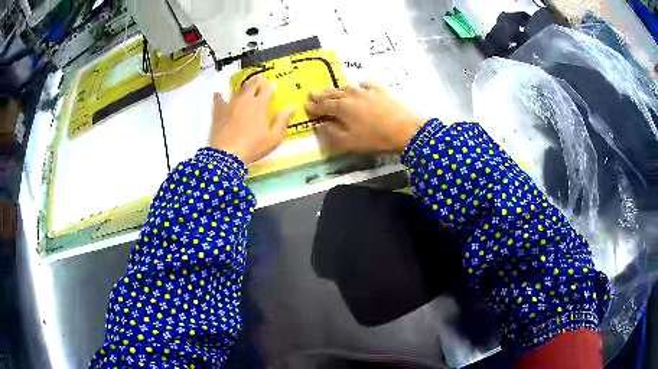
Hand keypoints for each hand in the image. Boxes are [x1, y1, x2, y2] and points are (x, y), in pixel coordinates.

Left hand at [210, 76, 295, 164]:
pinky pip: (219, 100)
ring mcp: (230, 104)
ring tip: (246, 86)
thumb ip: (282, 121)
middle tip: (259, 79)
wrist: (227, 155)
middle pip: (252, 85)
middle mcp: (245, 100)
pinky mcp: (219, 111)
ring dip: (243, 87)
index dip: (270, 87)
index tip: (272, 86)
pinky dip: (219, 96)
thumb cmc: (253, 147)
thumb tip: (292, 108)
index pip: (267, 89)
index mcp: (260, 105)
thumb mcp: (274, 138)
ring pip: (238, 91)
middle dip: (257, 81)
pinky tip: (218, 94)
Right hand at [305, 82, 425, 153]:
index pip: (324, 106)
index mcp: (342, 108)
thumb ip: (332, 134)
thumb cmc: (375, 139)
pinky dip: (359, 83)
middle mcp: (352, 96)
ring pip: (347, 87)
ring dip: (337, 89)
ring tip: (331, 89)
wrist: (405, 130)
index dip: (314, 107)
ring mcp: (367, 91)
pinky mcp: (381, 90)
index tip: (306, 106)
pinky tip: (357, 82)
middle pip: (333, 94)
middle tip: (311, 92)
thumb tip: (320, 125)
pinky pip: (367, 83)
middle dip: (321, 94)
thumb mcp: (349, 142)